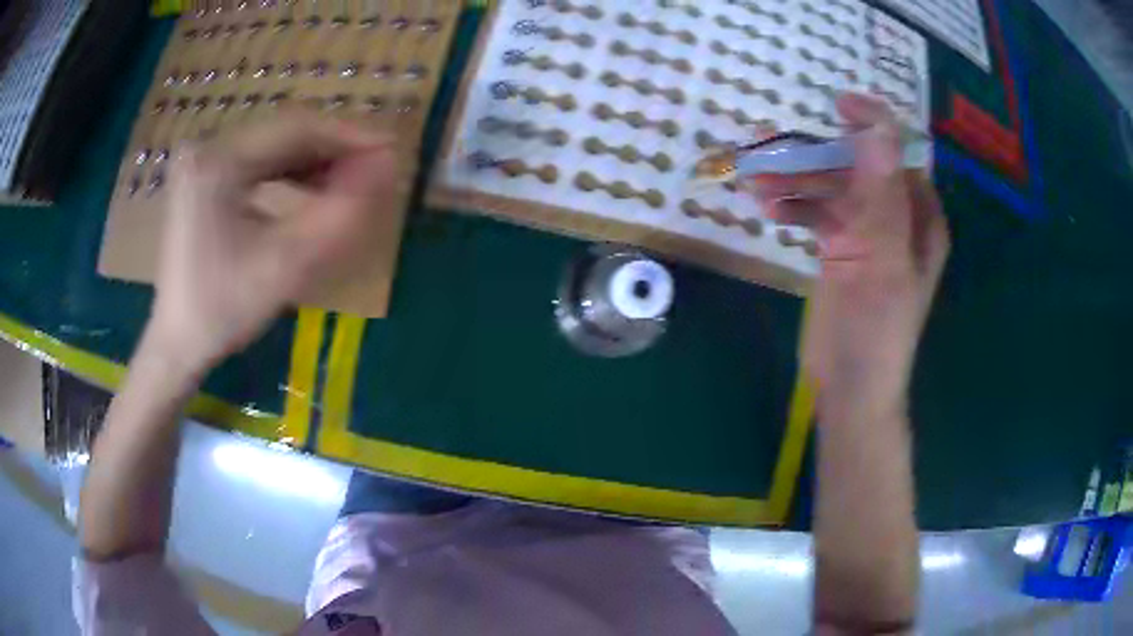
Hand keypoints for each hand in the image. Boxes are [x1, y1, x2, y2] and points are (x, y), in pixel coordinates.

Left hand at [148, 111, 395, 373]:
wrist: (177, 345)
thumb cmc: (223, 310)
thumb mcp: (285, 264)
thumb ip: (339, 212)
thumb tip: (388, 165)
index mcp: (218, 161)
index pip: (296, 128)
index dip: (349, 136)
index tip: (393, 150)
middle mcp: (208, 149)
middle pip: (285, 134)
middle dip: (334, 150)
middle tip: (377, 170)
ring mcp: (204, 163)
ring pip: (274, 148)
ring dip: (316, 163)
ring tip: (352, 185)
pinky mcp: (205, 180)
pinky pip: (259, 165)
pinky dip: (291, 176)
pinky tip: (314, 193)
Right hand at [748, 94, 949, 418]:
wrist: (850, 390)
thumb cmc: (876, 333)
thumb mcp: (881, 261)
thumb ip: (879, 195)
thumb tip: (875, 125)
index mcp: (919, 216)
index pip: (899, 154)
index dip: (873, 125)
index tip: (836, 104)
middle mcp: (897, 217)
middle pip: (859, 167)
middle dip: (819, 157)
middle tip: (774, 149)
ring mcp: (867, 233)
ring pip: (833, 187)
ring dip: (798, 180)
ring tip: (759, 181)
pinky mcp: (841, 250)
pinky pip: (818, 212)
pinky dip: (795, 205)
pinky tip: (769, 207)